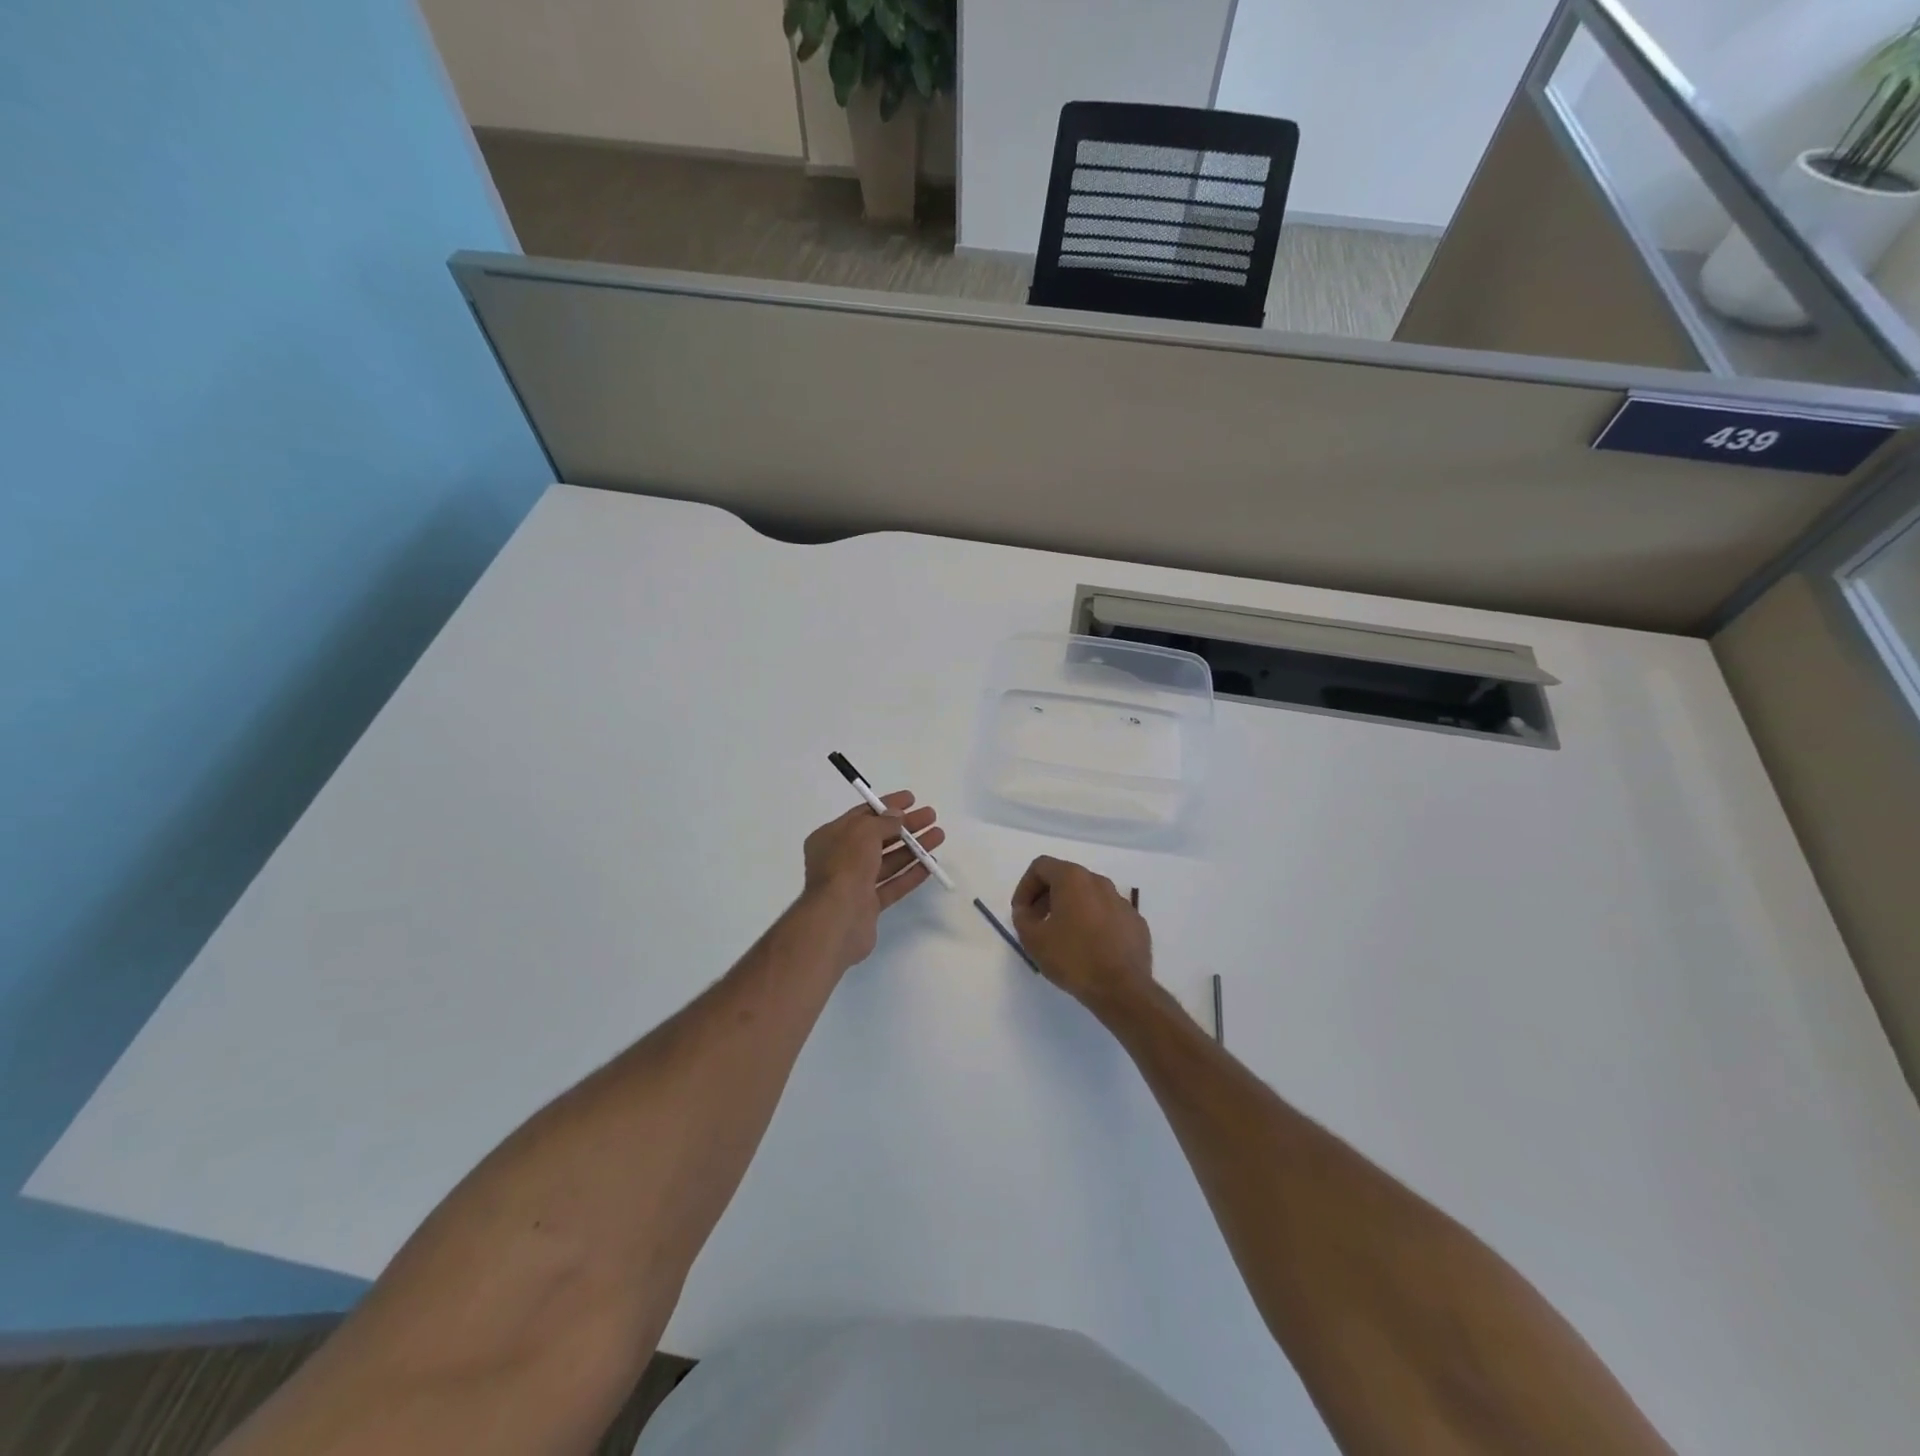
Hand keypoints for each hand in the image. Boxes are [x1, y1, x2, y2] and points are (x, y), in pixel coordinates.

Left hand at [801, 791, 944, 969]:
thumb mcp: (863, 832)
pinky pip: (892, 884)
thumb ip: (883, 821)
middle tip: (931, 817)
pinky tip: (930, 865)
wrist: (837, 919)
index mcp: (830, 837)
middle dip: (905, 826)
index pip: (862, 815)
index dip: (887, 805)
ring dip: (913, 848)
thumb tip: (897, 815)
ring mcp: (854, 883)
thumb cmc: (845, 866)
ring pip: (888, 861)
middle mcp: (840, 859)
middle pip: (878, 837)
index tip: (912, 799)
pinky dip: (910, 874)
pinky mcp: (868, 905)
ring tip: (938, 836)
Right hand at [1010, 856, 1151, 1013]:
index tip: (1021, 912)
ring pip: (1089, 896)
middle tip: (1037, 923)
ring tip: (1062, 937)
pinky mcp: (1136, 922)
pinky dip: (1093, 923)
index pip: (1041, 867)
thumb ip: (1022, 917)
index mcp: (1073, 879)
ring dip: (1071, 909)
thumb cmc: (1073, 958)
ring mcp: (1121, 901)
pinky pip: (1108, 914)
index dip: (1025, 887)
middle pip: (1066, 878)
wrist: (1122, 989)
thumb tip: (1026, 911)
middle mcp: (1099, 882)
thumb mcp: (1033, 939)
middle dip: (1047, 897)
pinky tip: (1089, 948)